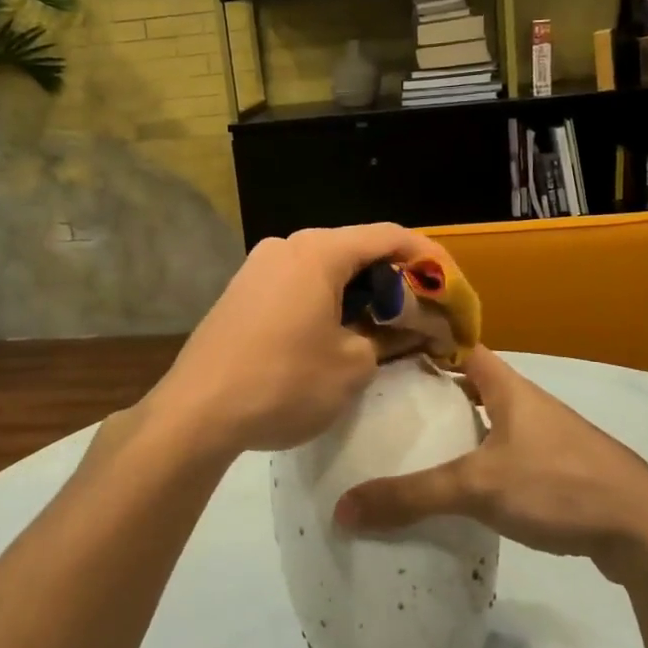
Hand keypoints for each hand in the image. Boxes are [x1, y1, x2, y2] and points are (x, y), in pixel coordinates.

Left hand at [148, 223, 451, 457]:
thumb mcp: (352, 366)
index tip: (450, 284)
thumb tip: (400, 326)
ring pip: (323, 268)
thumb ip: (386, 335)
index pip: (388, 236)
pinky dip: (325, 300)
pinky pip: (296, 284)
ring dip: (357, 291)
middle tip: (419, 312)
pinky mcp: (240, 292)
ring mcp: (257, 267)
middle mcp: (286, 246)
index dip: (427, 256)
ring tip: (381, 326)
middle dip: (392, 278)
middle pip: (355, 249)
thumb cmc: (284, 383)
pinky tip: (334, 333)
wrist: (197, 411)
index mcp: (319, 252)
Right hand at [332, 346, 647, 581]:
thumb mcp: (478, 487)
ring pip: (489, 420)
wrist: (645, 531)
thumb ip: (412, 497)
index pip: (461, 346)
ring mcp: (546, 438)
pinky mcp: (558, 471)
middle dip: (432, 389)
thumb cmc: (559, 485)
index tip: (385, 348)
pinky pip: (505, 453)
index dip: (426, 341)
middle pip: (472, 384)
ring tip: (410, 443)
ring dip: (456, 427)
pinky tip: (457, 487)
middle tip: (385, 402)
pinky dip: (478, 459)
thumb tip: (343, 509)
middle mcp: (527, 404)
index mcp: (509, 387)